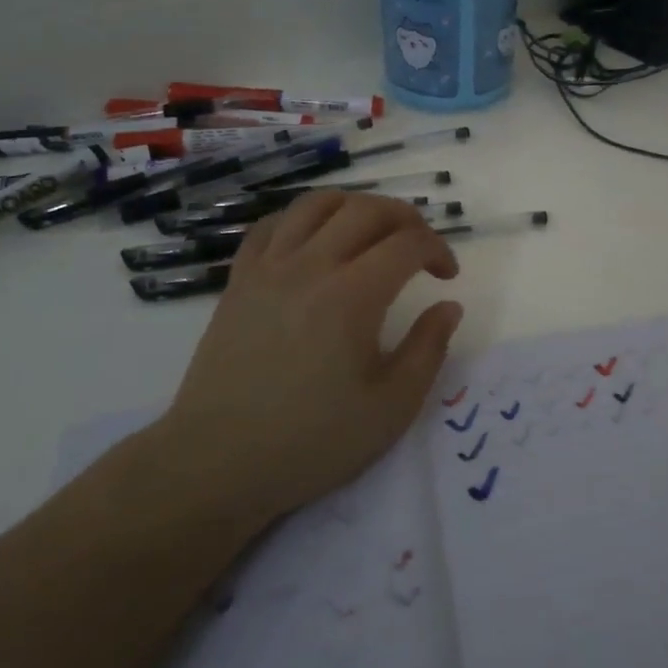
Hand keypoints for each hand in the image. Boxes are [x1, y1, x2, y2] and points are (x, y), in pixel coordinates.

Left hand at [154, 192, 463, 522]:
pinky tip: (315, 242)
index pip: (408, 242)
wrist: (218, 463)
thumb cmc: (312, 441)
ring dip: (355, 207)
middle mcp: (311, 267)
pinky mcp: (239, 280)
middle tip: (419, 249)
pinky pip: (272, 225)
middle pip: (367, 210)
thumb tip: (449, 306)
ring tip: (371, 234)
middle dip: (406, 219)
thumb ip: (428, 349)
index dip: (438, 249)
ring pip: (317, 204)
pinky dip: (303, 220)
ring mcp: (269, 269)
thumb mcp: (392, 407)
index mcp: (353, 296)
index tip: (447, 277)